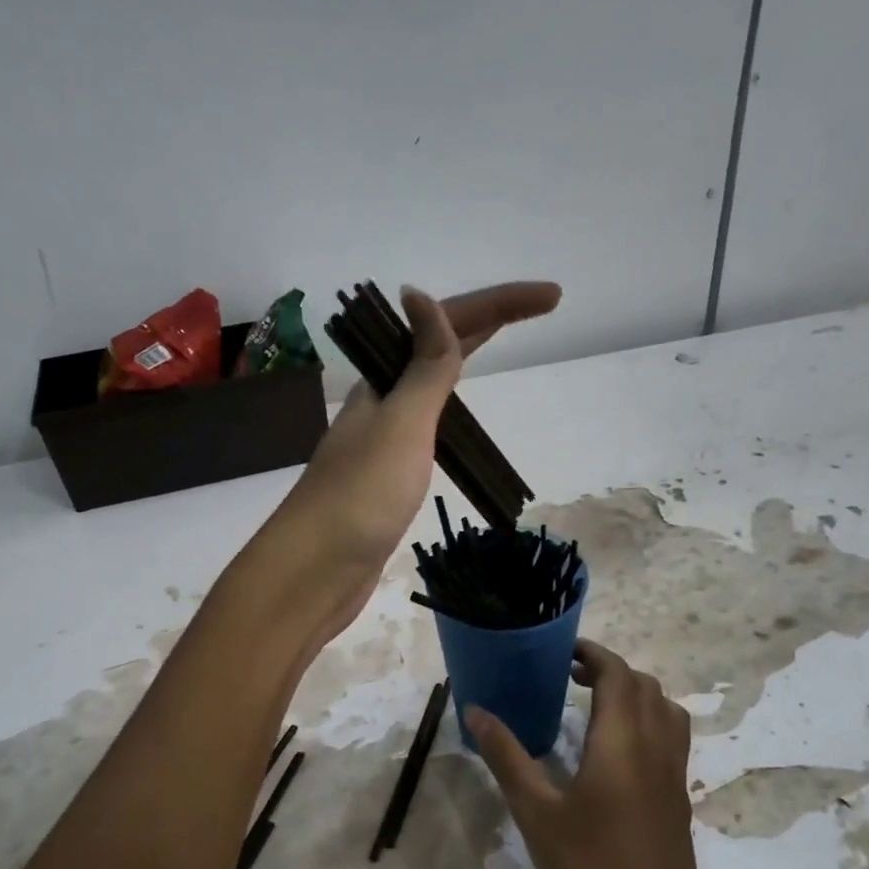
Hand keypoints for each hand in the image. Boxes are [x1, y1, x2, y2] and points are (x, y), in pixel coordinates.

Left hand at [271, 281, 560, 634]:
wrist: (315, 572)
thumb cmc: (361, 497)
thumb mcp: (402, 425)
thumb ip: (423, 368)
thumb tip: (421, 295)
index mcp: (383, 383)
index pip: (447, 325)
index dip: (500, 305)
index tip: (553, 296)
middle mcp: (381, 404)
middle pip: (438, 347)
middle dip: (489, 321)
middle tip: (541, 309)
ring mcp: (383, 442)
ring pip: (428, 386)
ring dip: (462, 358)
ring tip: (500, 345)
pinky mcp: (387, 480)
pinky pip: (425, 428)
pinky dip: (448, 411)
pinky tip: (457, 420)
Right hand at [467, 641, 705, 868]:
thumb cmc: (590, 867)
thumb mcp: (536, 811)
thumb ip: (506, 756)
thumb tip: (475, 710)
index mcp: (621, 739)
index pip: (617, 673)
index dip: (593, 653)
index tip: (562, 651)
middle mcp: (656, 744)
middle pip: (644, 685)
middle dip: (609, 669)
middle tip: (570, 676)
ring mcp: (674, 771)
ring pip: (664, 708)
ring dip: (634, 693)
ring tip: (595, 705)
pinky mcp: (679, 795)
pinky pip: (671, 735)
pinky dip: (648, 719)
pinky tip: (617, 750)